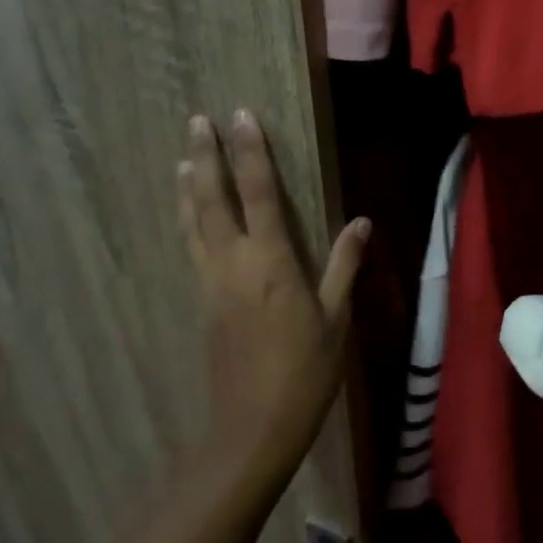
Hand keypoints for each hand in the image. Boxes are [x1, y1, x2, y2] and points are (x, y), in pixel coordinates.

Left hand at [179, 110, 368, 485]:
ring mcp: (211, 282)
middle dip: (206, 157)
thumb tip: (361, 221)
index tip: (241, 116)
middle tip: (197, 121)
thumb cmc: (305, 371)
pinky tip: (188, 215)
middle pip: (212, 199)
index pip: (258, 193)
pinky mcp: (202, 302)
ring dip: (187, 186)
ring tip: (181, 157)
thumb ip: (344, 265)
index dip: (251, 153)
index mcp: (271, 262)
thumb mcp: (336, 318)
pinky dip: (188, 220)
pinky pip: (192, 247)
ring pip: (193, 223)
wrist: (253, 426)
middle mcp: (233, 263)